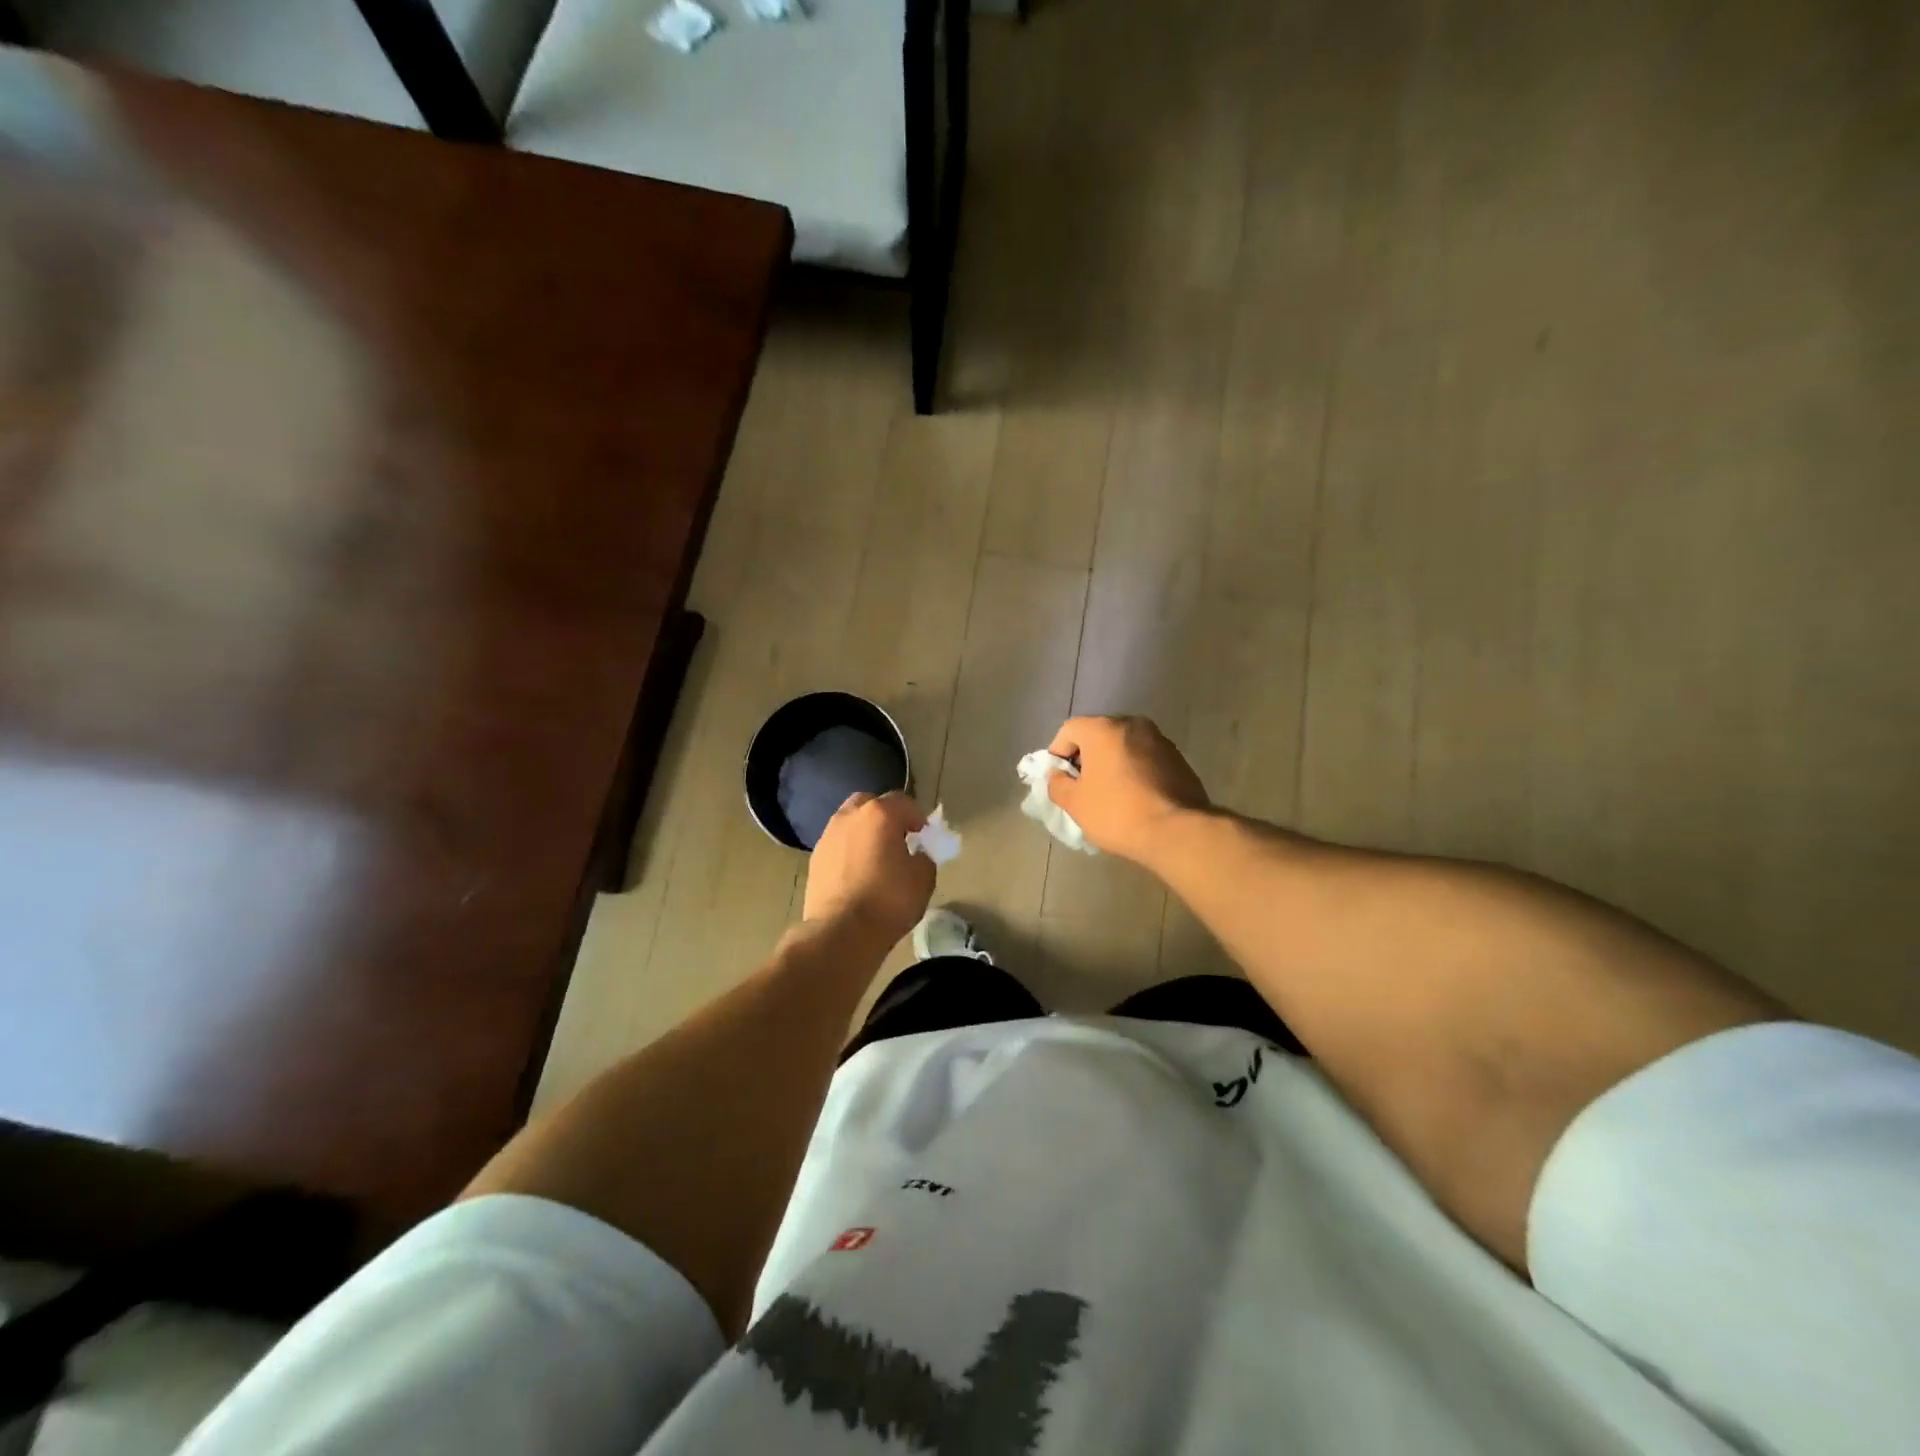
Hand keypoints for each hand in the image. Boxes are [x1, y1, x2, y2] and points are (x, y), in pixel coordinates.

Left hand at [802, 791, 935, 948]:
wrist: (841, 931)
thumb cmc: (888, 901)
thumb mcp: (924, 878)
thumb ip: (924, 857)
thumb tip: (915, 855)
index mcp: (880, 814)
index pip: (904, 802)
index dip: (917, 818)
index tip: (924, 837)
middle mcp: (850, 816)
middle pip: (870, 803)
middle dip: (885, 816)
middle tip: (897, 840)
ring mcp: (828, 836)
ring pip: (850, 822)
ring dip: (864, 832)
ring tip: (875, 858)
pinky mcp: (815, 858)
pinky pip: (838, 844)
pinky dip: (849, 851)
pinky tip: (857, 873)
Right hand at [1046, 715, 1208, 864]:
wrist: (1177, 832)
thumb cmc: (1117, 813)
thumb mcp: (1075, 803)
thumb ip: (1057, 784)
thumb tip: (1058, 776)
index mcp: (1104, 729)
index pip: (1069, 730)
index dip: (1058, 754)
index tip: (1060, 780)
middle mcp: (1133, 724)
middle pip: (1098, 735)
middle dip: (1086, 758)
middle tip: (1082, 788)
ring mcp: (1160, 740)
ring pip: (1124, 747)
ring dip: (1112, 764)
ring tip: (1110, 795)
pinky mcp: (1178, 759)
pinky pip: (1145, 759)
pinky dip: (1134, 772)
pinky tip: (1135, 799)